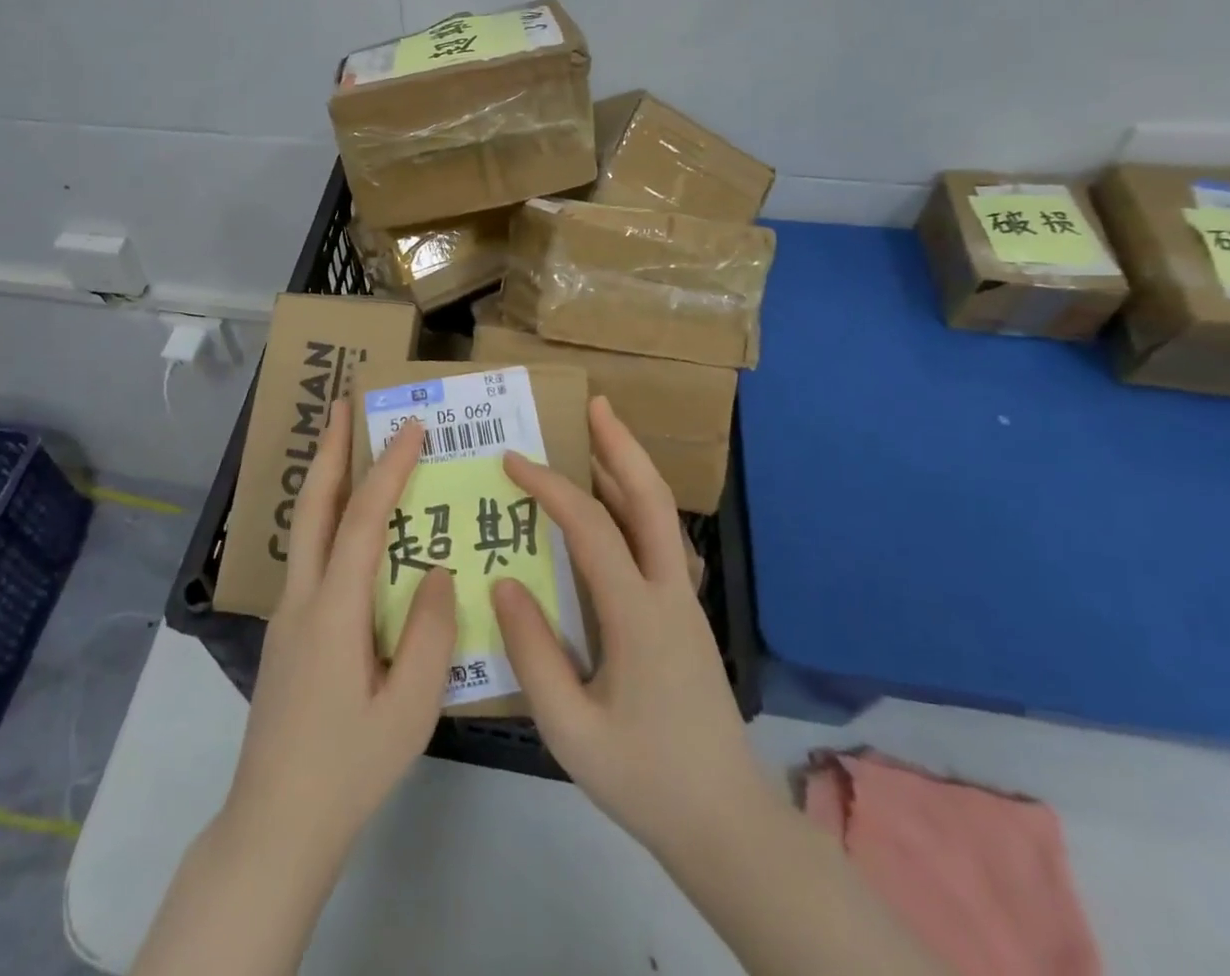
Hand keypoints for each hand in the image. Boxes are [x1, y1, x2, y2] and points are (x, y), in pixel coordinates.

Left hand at [224, 403, 457, 863]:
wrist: (274, 826)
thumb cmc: (349, 768)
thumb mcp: (411, 709)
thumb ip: (431, 634)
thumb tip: (440, 572)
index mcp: (334, 611)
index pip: (362, 519)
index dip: (387, 468)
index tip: (410, 427)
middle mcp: (302, 598)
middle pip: (313, 506)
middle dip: (330, 449)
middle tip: (343, 404)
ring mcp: (287, 615)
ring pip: (305, 528)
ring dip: (326, 480)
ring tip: (346, 447)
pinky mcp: (287, 634)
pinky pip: (310, 557)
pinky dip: (328, 519)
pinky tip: (350, 530)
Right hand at [491, 397, 777, 865]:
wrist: (726, 823)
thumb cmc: (643, 779)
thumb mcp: (570, 730)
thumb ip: (533, 653)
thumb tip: (503, 581)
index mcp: (638, 616)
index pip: (591, 528)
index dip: (550, 487)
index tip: (512, 461)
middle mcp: (669, 594)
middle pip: (653, 500)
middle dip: (623, 446)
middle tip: (596, 405)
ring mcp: (684, 602)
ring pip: (662, 517)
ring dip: (630, 471)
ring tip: (598, 437)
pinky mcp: (685, 616)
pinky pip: (659, 543)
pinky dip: (634, 507)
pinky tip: (611, 509)